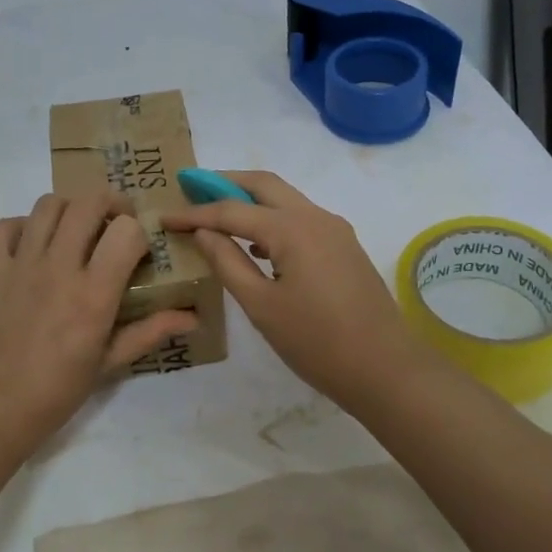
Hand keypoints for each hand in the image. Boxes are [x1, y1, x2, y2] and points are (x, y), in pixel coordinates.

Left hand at [0, 193, 197, 458]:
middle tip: (116, 222)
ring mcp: (19, 265)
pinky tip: (35, 246)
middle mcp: (57, 269)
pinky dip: (25, 225)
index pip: (126, 231)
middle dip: (111, 203)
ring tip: (77, 230)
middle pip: (87, 203)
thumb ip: (150, 332)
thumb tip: (193, 318)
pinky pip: (6, 226)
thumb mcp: (107, 365)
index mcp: (92, 295)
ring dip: (70, 209)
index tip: (140, 250)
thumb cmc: (53, 394)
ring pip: (48, 205)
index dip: (139, 232)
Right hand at [166, 171, 430, 414]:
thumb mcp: (262, 306)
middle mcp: (315, 217)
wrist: (386, 369)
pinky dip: (271, 219)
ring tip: (215, 214)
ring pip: (285, 199)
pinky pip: (300, 219)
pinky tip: (254, 244)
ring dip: (250, 199)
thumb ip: (229, 262)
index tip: (164, 218)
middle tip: (190, 187)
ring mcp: (335, 230)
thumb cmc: (317, 342)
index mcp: (292, 229)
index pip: (232, 210)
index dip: (195, 213)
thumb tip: (205, 232)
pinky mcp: (343, 247)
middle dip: (225, 182)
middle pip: (264, 184)